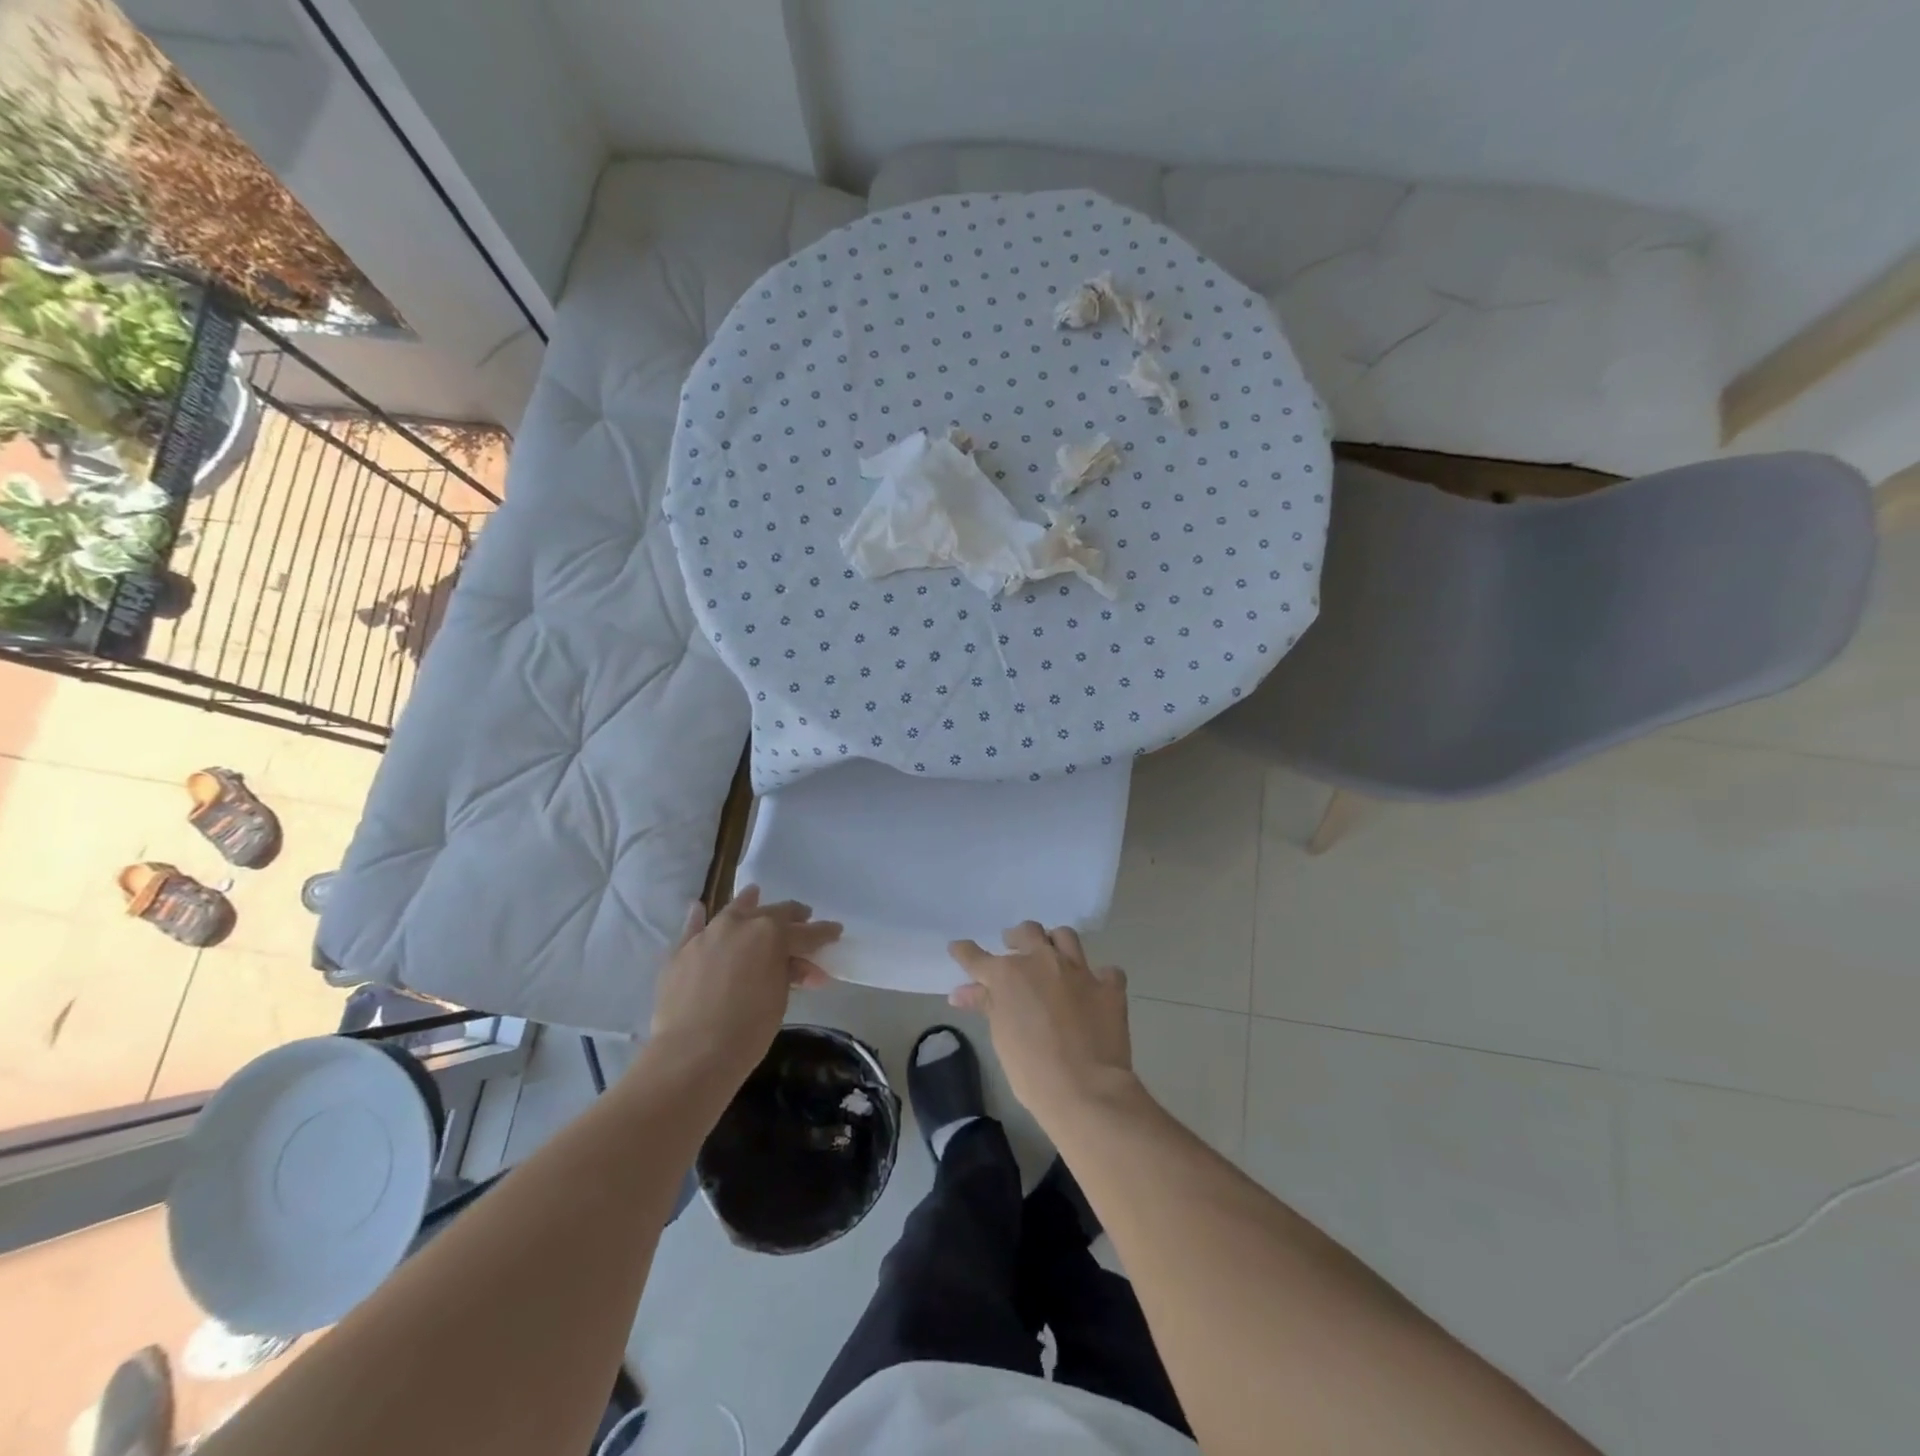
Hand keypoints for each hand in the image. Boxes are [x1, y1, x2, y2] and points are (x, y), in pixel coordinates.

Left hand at [647, 885, 840, 1086]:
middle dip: (792, 916)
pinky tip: (699, 907)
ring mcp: (708, 934)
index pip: (807, 932)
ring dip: (748, 904)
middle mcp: (741, 924)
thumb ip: (789, 974)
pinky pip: (692, 926)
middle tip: (804, 917)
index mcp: (773, 934)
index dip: (824, 933)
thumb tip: (801, 968)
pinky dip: (698, 917)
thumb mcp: (779, 1000)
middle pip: (773, 913)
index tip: (836, 930)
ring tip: (755, 895)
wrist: (691, 1054)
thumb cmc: (747, 1031)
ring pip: (733, 910)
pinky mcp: (681, 950)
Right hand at [948, 922, 1134, 1123]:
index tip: (958, 948)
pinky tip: (1095, 988)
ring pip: (1065, 937)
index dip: (965, 952)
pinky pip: (1106, 971)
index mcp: (1009, 974)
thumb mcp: (1001, 1036)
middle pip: (1027, 933)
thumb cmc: (1031, 1070)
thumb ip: (985, 1005)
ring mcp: (1079, 970)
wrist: (1085, 1089)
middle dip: (1017, 937)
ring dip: (1055, 942)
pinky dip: (1099, 977)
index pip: (977, 957)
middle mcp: (1043, 961)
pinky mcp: (1109, 986)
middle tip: (1013, 947)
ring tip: (1052, 955)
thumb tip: (961, 992)